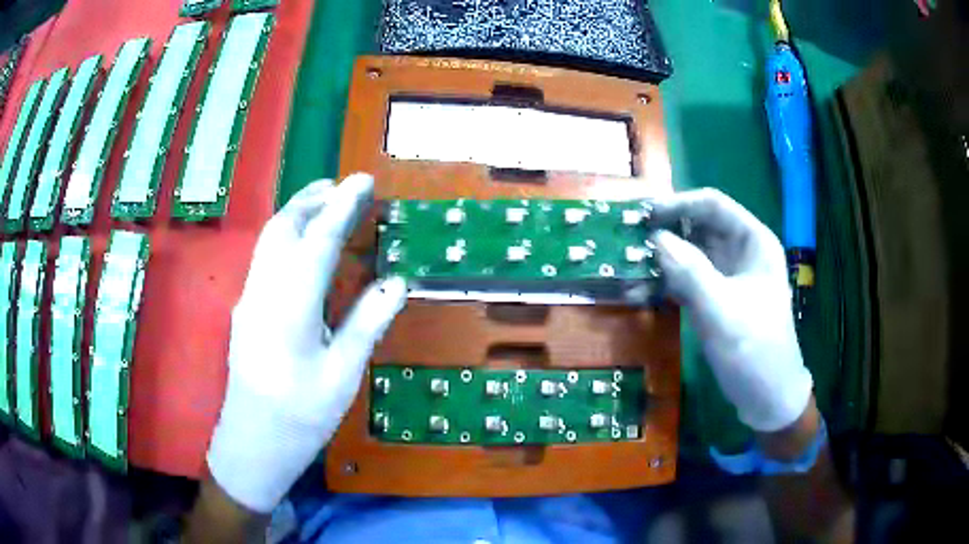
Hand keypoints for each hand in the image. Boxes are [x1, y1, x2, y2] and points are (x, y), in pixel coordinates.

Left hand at [206, 174, 406, 512]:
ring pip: (268, 240)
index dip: (342, 206)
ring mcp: (248, 298)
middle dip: (313, 199)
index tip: (363, 180)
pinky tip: (305, 248)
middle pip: (283, 228)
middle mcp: (262, 291)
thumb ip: (366, 323)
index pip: (317, 241)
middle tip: (344, 187)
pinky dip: (287, 237)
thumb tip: (396, 282)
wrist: (252, 442)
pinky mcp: (245, 309)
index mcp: (289, 307)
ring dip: (297, 214)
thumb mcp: (342, 374)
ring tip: (326, 205)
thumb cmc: (301, 415)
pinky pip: (264, 257)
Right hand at [652, 188, 812, 432]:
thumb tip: (655, 238)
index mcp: (754, 242)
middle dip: (666, 231)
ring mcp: (728, 277)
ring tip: (628, 266)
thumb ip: (690, 271)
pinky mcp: (716, 299)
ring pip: (691, 254)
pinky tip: (641, 290)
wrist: (768, 398)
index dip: (678, 204)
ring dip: (662, 258)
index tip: (643, 215)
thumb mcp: (722, 310)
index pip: (713, 205)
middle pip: (699, 227)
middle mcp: (741, 252)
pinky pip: (688, 280)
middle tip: (628, 240)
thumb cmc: (755, 351)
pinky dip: (667, 282)